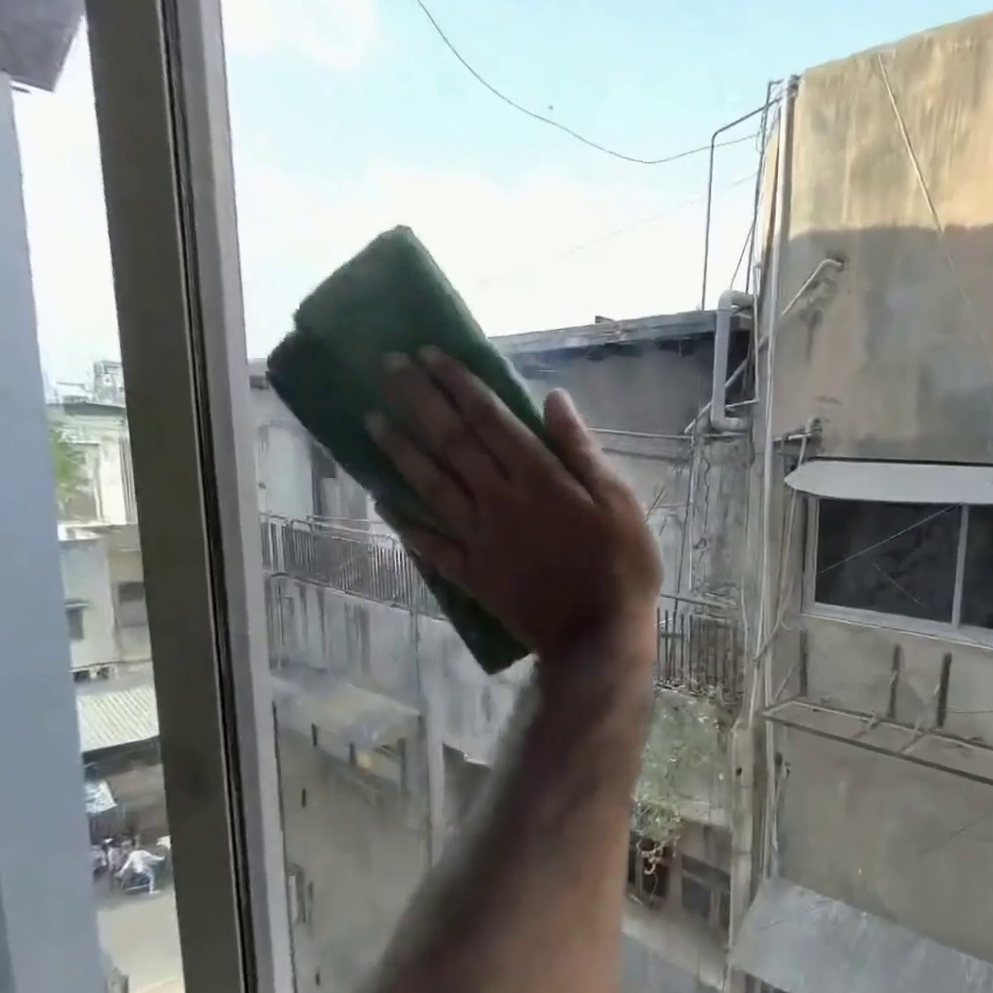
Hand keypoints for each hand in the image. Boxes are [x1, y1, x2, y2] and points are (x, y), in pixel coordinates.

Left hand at [367, 349, 660, 663]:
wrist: (598, 638)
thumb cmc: (621, 567)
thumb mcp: (619, 502)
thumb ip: (581, 451)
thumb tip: (554, 400)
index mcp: (538, 480)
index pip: (490, 421)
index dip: (459, 385)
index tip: (430, 355)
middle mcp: (499, 502)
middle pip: (452, 444)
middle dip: (418, 401)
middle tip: (388, 367)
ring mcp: (480, 540)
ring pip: (431, 487)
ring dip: (400, 451)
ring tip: (371, 419)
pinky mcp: (473, 575)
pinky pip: (430, 546)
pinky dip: (406, 524)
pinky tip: (383, 503)